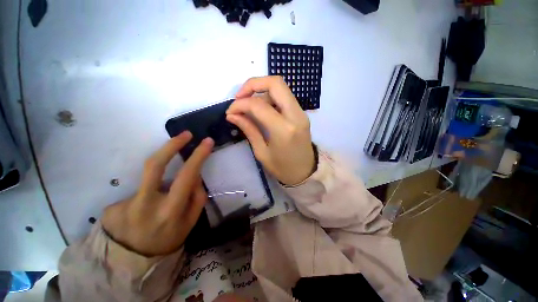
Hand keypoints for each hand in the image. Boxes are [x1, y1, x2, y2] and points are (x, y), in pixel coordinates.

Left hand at [101, 131, 213, 255]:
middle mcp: (145, 205)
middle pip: (155, 165)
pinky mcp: (111, 206)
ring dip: (163, 164)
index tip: (207, 141)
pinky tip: (145, 206)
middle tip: (185, 134)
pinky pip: (139, 189)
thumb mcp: (191, 222)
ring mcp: (124, 205)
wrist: (134, 261)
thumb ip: (197, 197)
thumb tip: (195, 176)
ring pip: (148, 173)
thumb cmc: (169, 239)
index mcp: (170, 211)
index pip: (186, 175)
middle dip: (172, 145)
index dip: (198, 156)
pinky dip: (149, 192)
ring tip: (170, 174)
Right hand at [226, 76, 315, 185]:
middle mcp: (296, 115)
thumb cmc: (283, 168)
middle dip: (252, 84)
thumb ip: (248, 129)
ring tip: (248, 105)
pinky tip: (261, 108)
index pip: (259, 105)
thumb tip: (232, 115)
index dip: (240, 104)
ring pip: (280, 87)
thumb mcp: (261, 152)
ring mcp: (301, 113)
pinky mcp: (301, 113)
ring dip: (261, 90)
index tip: (230, 112)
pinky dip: (269, 96)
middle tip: (239, 97)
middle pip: (275, 83)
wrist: (306, 172)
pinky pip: (284, 96)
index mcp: (284, 129)